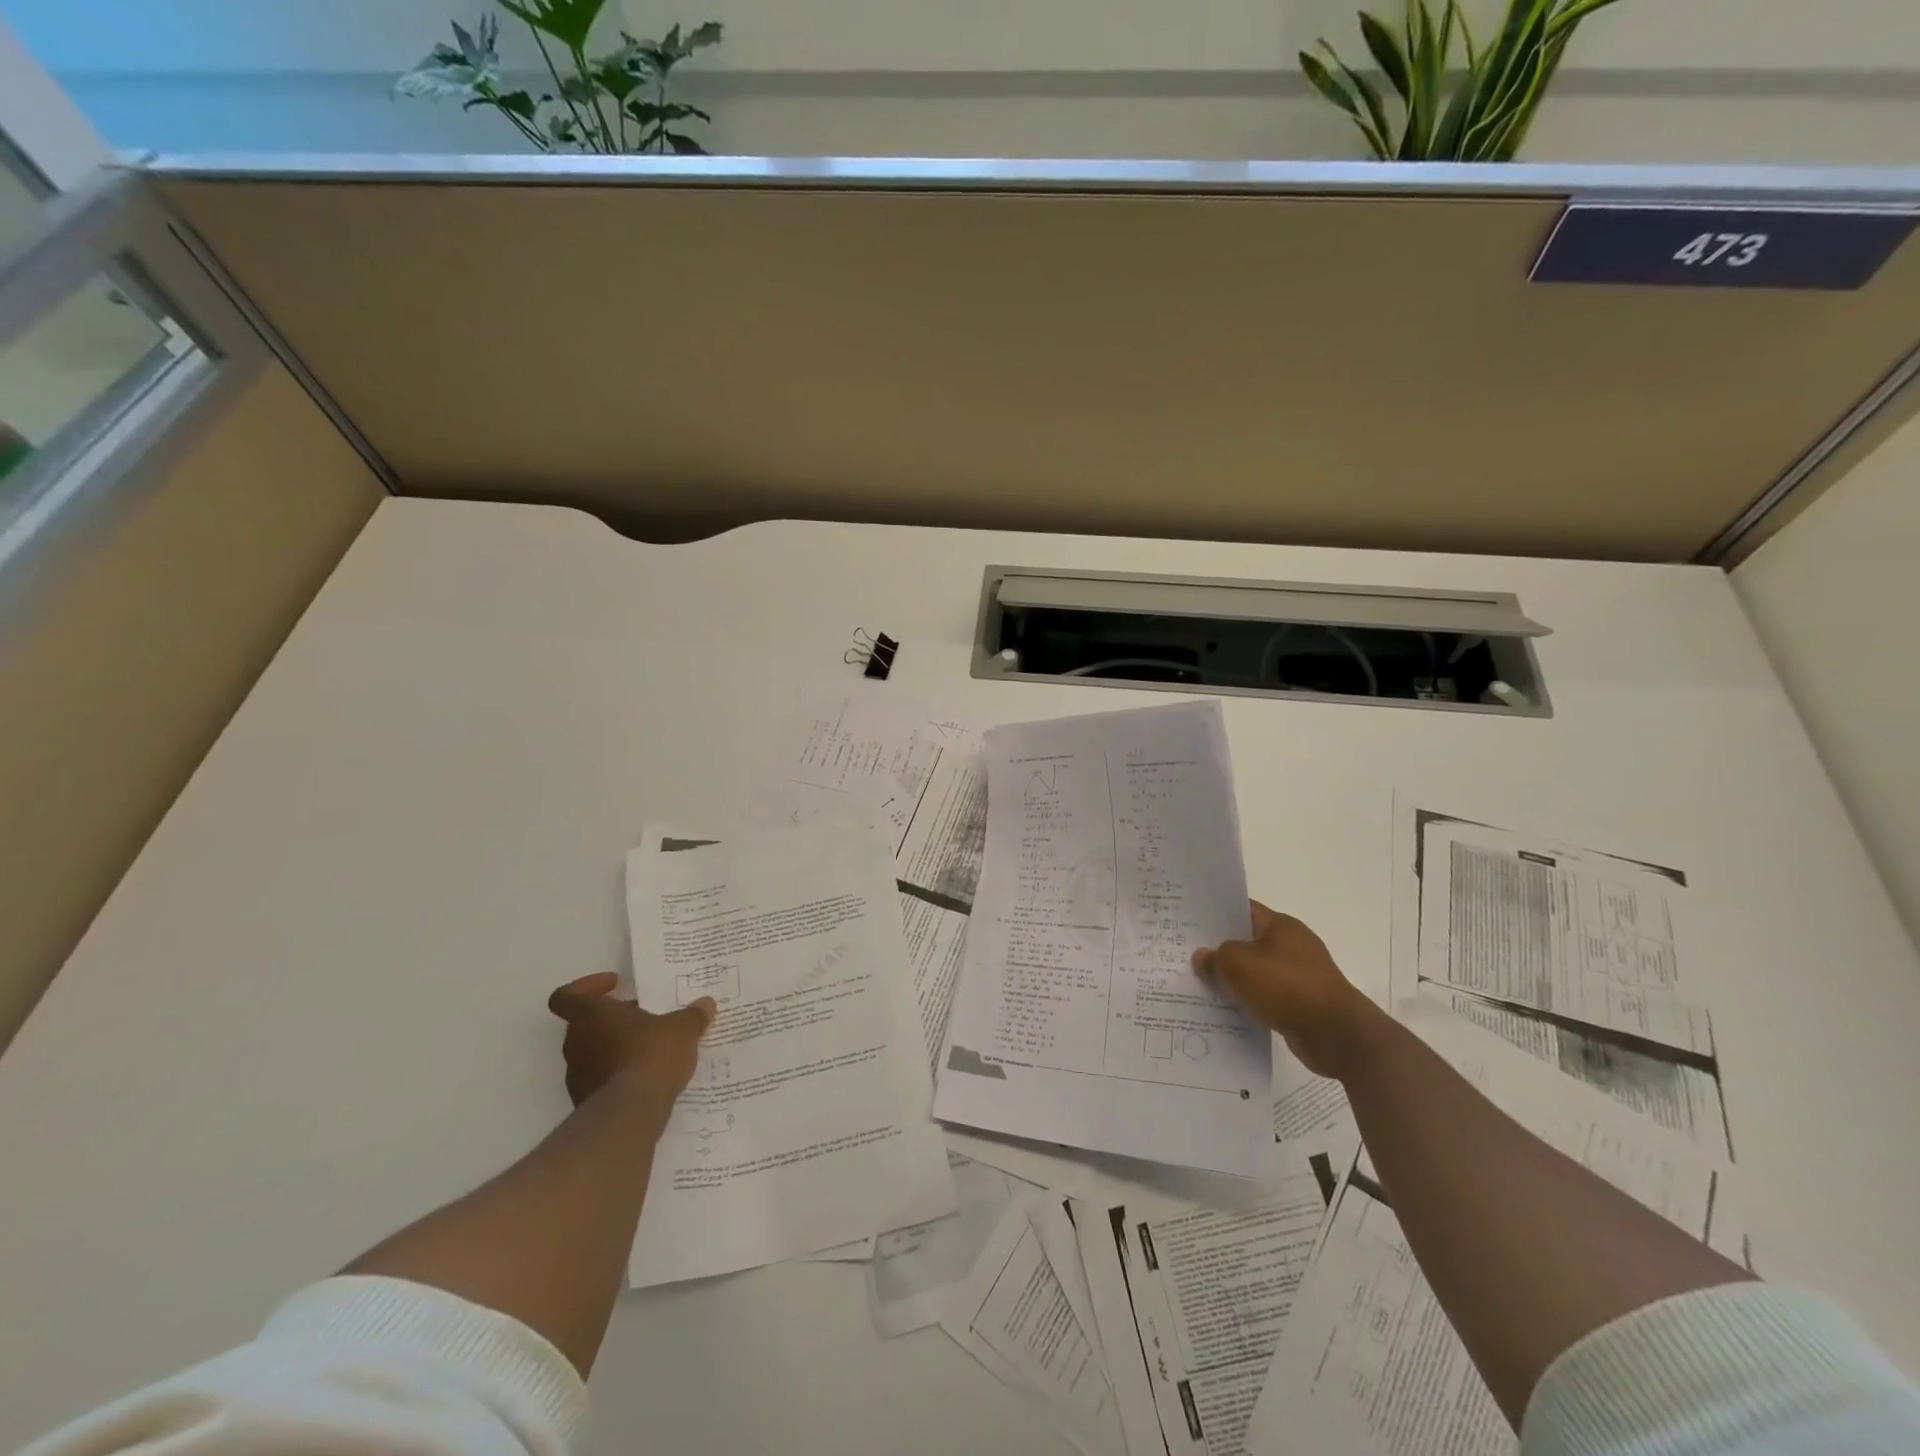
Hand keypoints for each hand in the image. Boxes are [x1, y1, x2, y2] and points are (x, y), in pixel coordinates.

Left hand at [547, 973, 716, 1111]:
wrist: (630, 1114)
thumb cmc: (650, 1055)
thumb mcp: (682, 1029)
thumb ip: (692, 1015)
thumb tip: (705, 1004)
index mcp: (591, 1015)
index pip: (567, 996)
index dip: (587, 986)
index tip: (615, 985)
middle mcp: (576, 1043)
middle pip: (585, 1023)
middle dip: (614, 1019)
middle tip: (644, 1017)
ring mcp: (577, 1075)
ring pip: (593, 1052)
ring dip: (616, 1048)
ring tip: (651, 1049)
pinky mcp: (586, 1102)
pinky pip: (601, 1080)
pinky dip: (619, 1075)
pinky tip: (648, 1078)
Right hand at [1192, 901, 1383, 1079]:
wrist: (1337, 1035)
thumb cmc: (1287, 987)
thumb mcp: (1239, 964)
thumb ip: (1215, 957)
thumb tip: (1202, 958)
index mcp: (1281, 925)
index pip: (1242, 909)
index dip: (1215, 914)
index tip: (1188, 922)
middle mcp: (1292, 945)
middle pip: (1247, 941)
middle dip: (1219, 949)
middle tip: (1185, 954)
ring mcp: (1299, 975)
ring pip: (1255, 971)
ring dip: (1232, 979)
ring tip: (1199, 984)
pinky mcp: (1301, 1003)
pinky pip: (1265, 996)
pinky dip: (1248, 1000)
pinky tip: (1225, 1009)